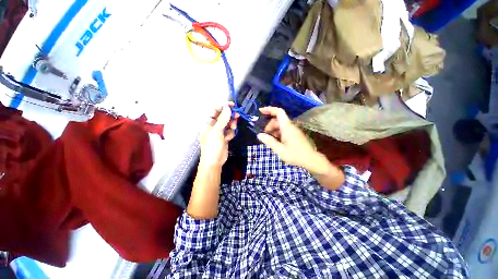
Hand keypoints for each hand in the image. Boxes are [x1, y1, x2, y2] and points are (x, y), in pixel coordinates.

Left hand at [198, 103, 237, 168]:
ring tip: (233, 128)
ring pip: (228, 123)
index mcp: (208, 123)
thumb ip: (223, 119)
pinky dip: (231, 133)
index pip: (215, 111)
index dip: (223, 107)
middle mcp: (213, 126)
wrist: (214, 162)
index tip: (232, 105)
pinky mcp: (224, 137)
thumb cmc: (212, 146)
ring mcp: (219, 132)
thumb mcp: (217, 132)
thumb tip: (227, 107)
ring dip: (231, 125)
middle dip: (230, 116)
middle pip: (223, 117)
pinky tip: (229, 138)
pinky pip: (230, 131)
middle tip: (237, 115)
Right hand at [257, 107, 344, 189]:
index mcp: (287, 127)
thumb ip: (269, 141)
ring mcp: (293, 131)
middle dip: (269, 125)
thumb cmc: (295, 155)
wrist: (311, 160)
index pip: (279, 112)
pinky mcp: (294, 135)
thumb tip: (259, 135)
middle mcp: (290, 126)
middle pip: (277, 120)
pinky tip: (275, 142)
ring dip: (272, 130)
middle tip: (264, 134)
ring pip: (280, 126)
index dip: (269, 109)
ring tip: (268, 140)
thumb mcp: (280, 150)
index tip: (260, 111)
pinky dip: (277, 134)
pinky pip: (283, 131)